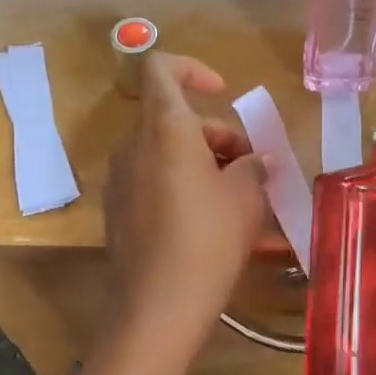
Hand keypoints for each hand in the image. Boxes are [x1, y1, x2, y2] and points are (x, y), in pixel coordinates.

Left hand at [105, 53, 268, 350]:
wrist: (157, 305)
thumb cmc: (209, 239)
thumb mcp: (246, 198)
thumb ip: (254, 167)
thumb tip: (258, 161)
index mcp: (164, 128)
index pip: (161, 69)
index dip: (192, 69)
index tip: (221, 92)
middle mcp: (133, 146)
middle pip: (172, 119)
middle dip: (214, 135)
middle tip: (248, 170)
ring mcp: (119, 180)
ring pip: (163, 152)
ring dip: (199, 162)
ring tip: (235, 199)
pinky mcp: (116, 211)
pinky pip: (150, 181)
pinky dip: (178, 185)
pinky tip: (205, 221)